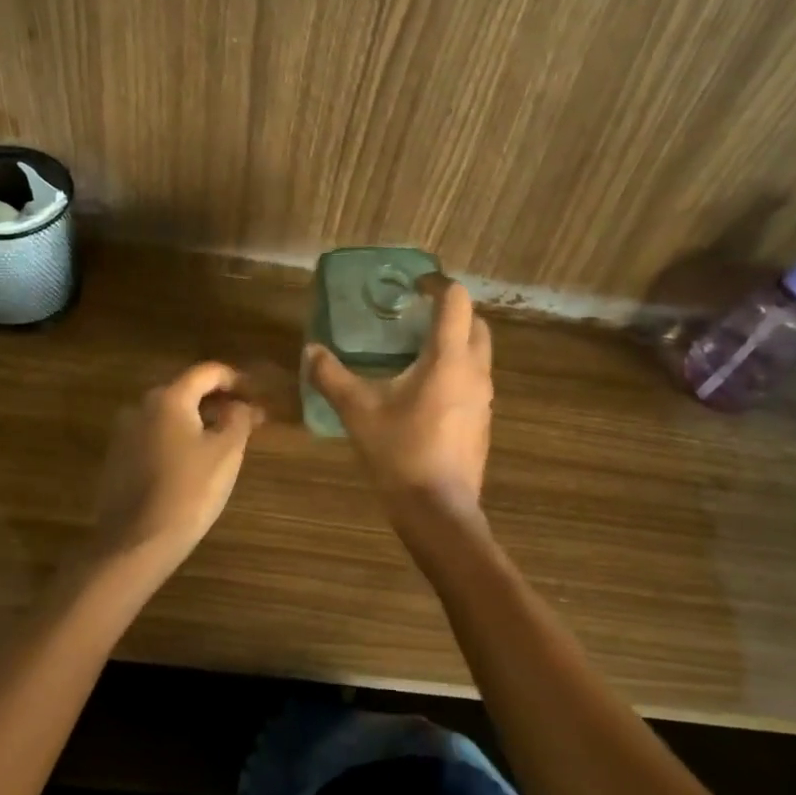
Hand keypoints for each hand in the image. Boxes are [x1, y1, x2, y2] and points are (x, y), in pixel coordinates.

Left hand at [86, 362, 263, 576]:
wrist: (136, 543)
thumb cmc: (189, 491)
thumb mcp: (226, 452)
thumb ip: (238, 419)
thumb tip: (241, 405)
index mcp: (168, 398)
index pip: (207, 371)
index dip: (236, 378)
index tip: (257, 394)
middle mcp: (141, 407)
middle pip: (186, 391)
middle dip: (218, 401)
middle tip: (245, 419)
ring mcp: (125, 433)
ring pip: (170, 415)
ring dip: (198, 420)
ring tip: (223, 441)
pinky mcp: (118, 458)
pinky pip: (155, 436)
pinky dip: (178, 438)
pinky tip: (193, 462)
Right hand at [305, 278, 492, 507]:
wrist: (439, 511)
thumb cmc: (400, 453)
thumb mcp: (358, 412)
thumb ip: (332, 376)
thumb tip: (311, 351)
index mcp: (448, 359)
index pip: (456, 300)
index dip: (435, 284)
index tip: (412, 286)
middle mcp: (475, 371)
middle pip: (475, 322)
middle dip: (449, 311)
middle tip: (414, 316)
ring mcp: (484, 398)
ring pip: (478, 352)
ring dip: (454, 341)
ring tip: (415, 350)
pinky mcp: (483, 420)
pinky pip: (474, 379)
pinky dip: (455, 369)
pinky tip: (424, 390)